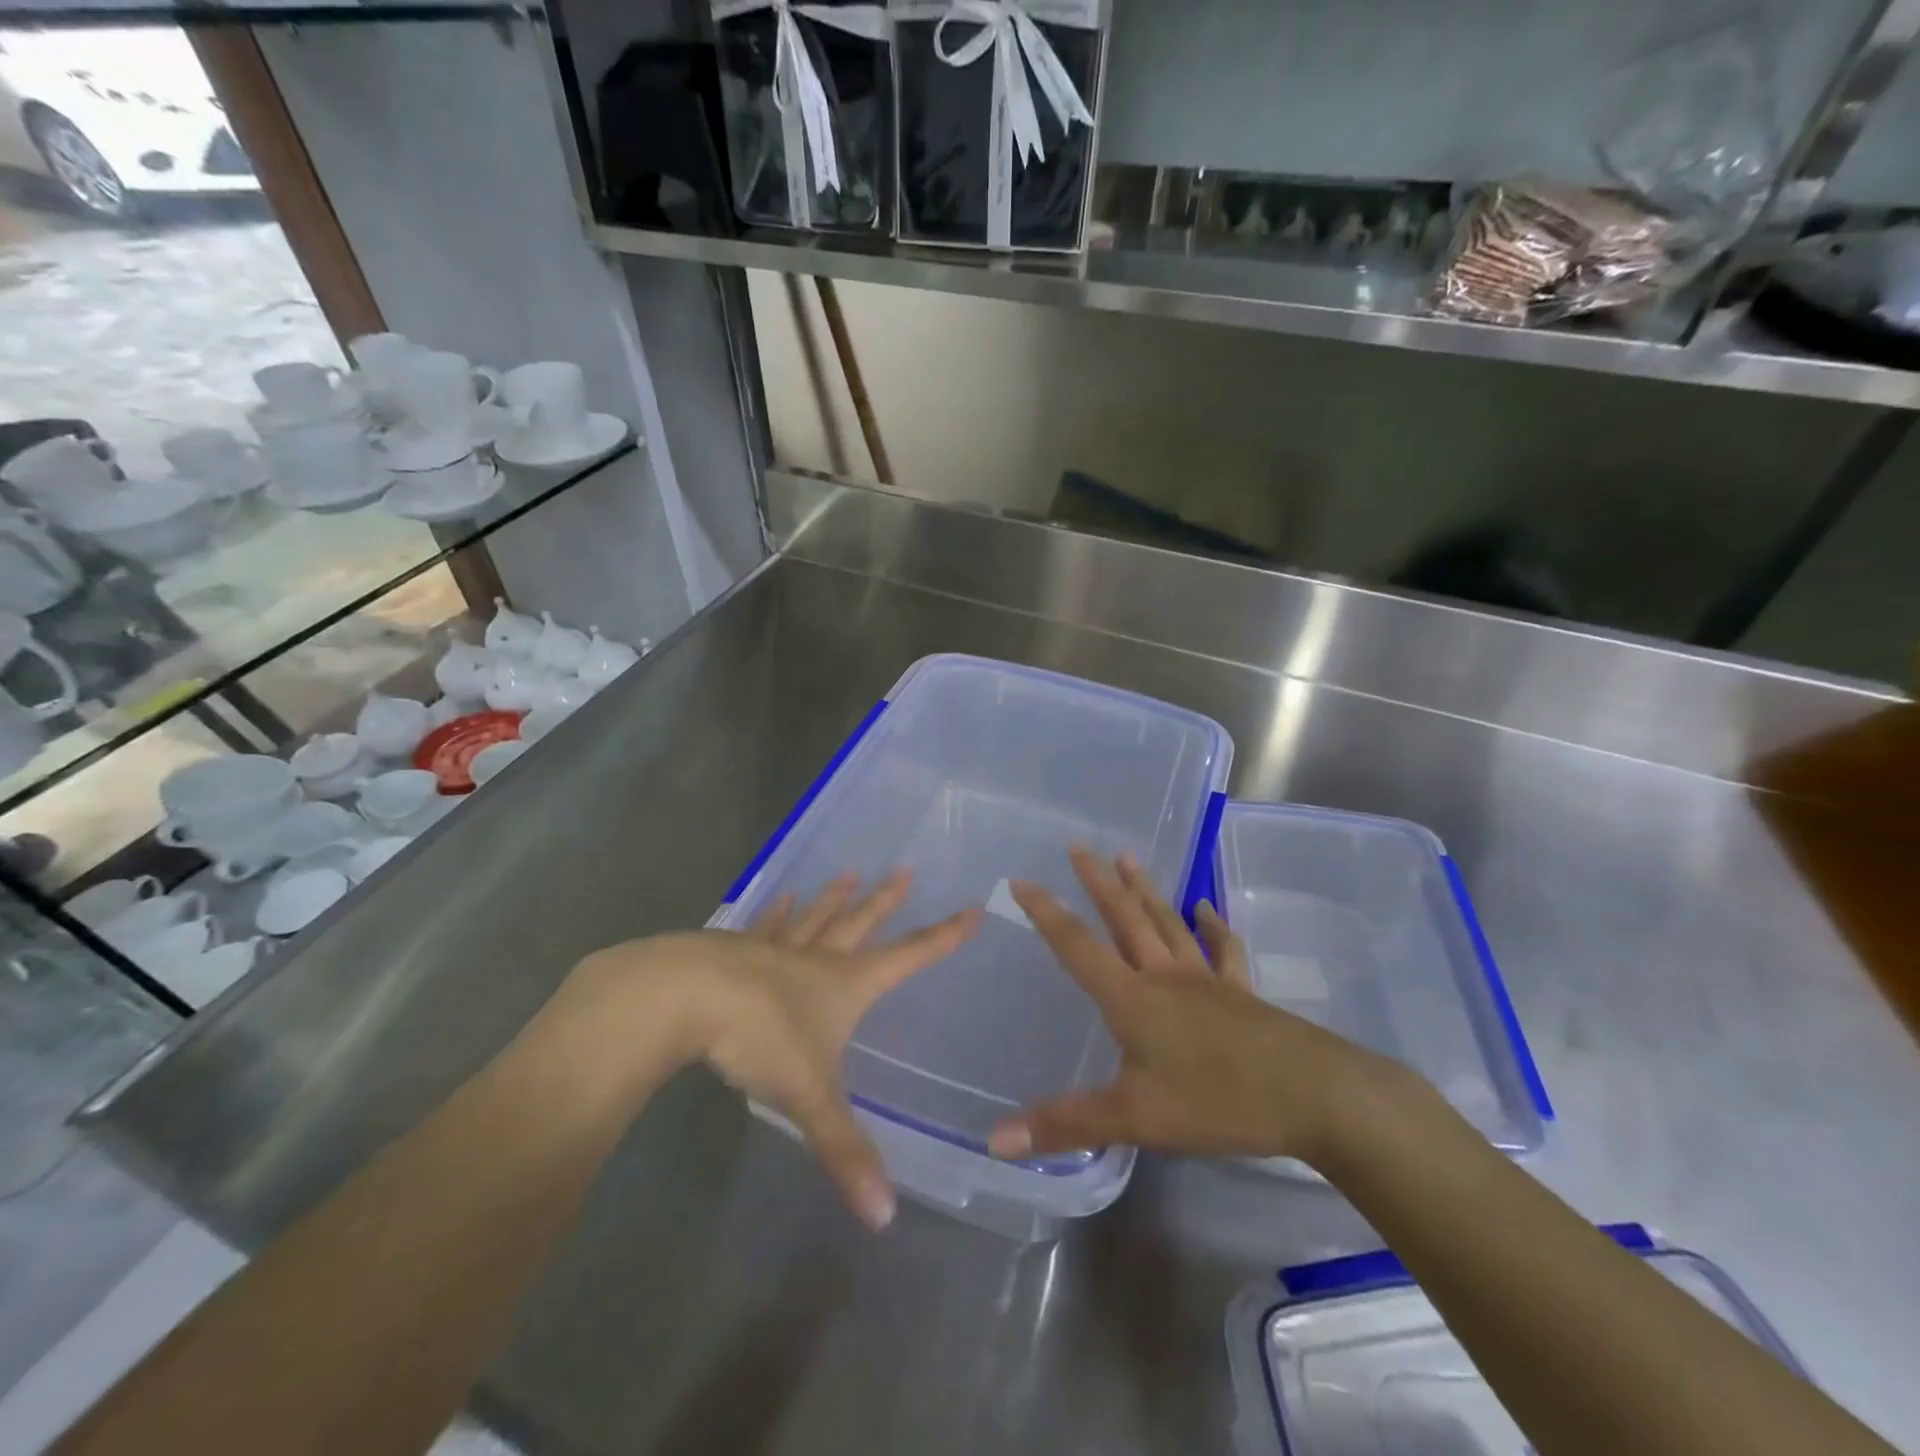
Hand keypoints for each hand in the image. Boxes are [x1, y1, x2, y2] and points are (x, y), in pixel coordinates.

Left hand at [573, 871, 977, 1230]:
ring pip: (815, 918)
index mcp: (846, 984)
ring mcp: (775, 948)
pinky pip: (766, 926)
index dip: (943, 937)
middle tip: (905, 872)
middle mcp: (817, 958)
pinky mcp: (735, 950)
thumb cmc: (761, 1038)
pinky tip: (782, 898)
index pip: (909, 957)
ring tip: (849, 874)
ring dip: (834, 898)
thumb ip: (845, 1152)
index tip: (971, 909)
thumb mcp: (810, 1097)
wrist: (686, 997)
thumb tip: (884, 1218)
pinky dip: (778, 912)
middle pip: (860, 924)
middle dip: (884, 902)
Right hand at [986, 847, 1385, 1167]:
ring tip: (1127, 857)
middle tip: (1079, 846)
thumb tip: (996, 1139)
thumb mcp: (1134, 1118)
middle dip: (1098, 882)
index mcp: (1132, 998)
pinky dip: (1212, 925)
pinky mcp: (1241, 992)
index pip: (1077, 946)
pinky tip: (1205, 908)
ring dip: (1145, 889)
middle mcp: (1165, 976)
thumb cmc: (1216, 1101)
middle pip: (1125, 918)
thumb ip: (1066, 1124)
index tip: (1022, 880)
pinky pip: (1222, 949)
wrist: (1313, 1094)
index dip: (1046, 913)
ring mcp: (1206, 980)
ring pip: (1167, 922)